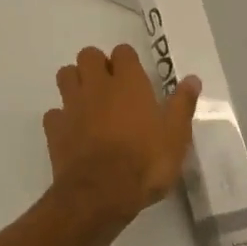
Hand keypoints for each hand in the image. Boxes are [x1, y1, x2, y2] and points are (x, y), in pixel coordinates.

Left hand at [43, 44, 200, 229]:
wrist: (102, 193)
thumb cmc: (146, 161)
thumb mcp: (176, 135)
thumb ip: (182, 104)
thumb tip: (193, 79)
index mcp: (128, 82)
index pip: (123, 52)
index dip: (127, 61)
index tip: (135, 77)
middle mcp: (97, 86)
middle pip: (88, 55)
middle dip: (96, 64)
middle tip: (109, 86)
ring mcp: (72, 105)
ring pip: (65, 76)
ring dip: (74, 82)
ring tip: (89, 102)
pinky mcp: (55, 129)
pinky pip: (54, 113)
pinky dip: (61, 118)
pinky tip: (72, 131)